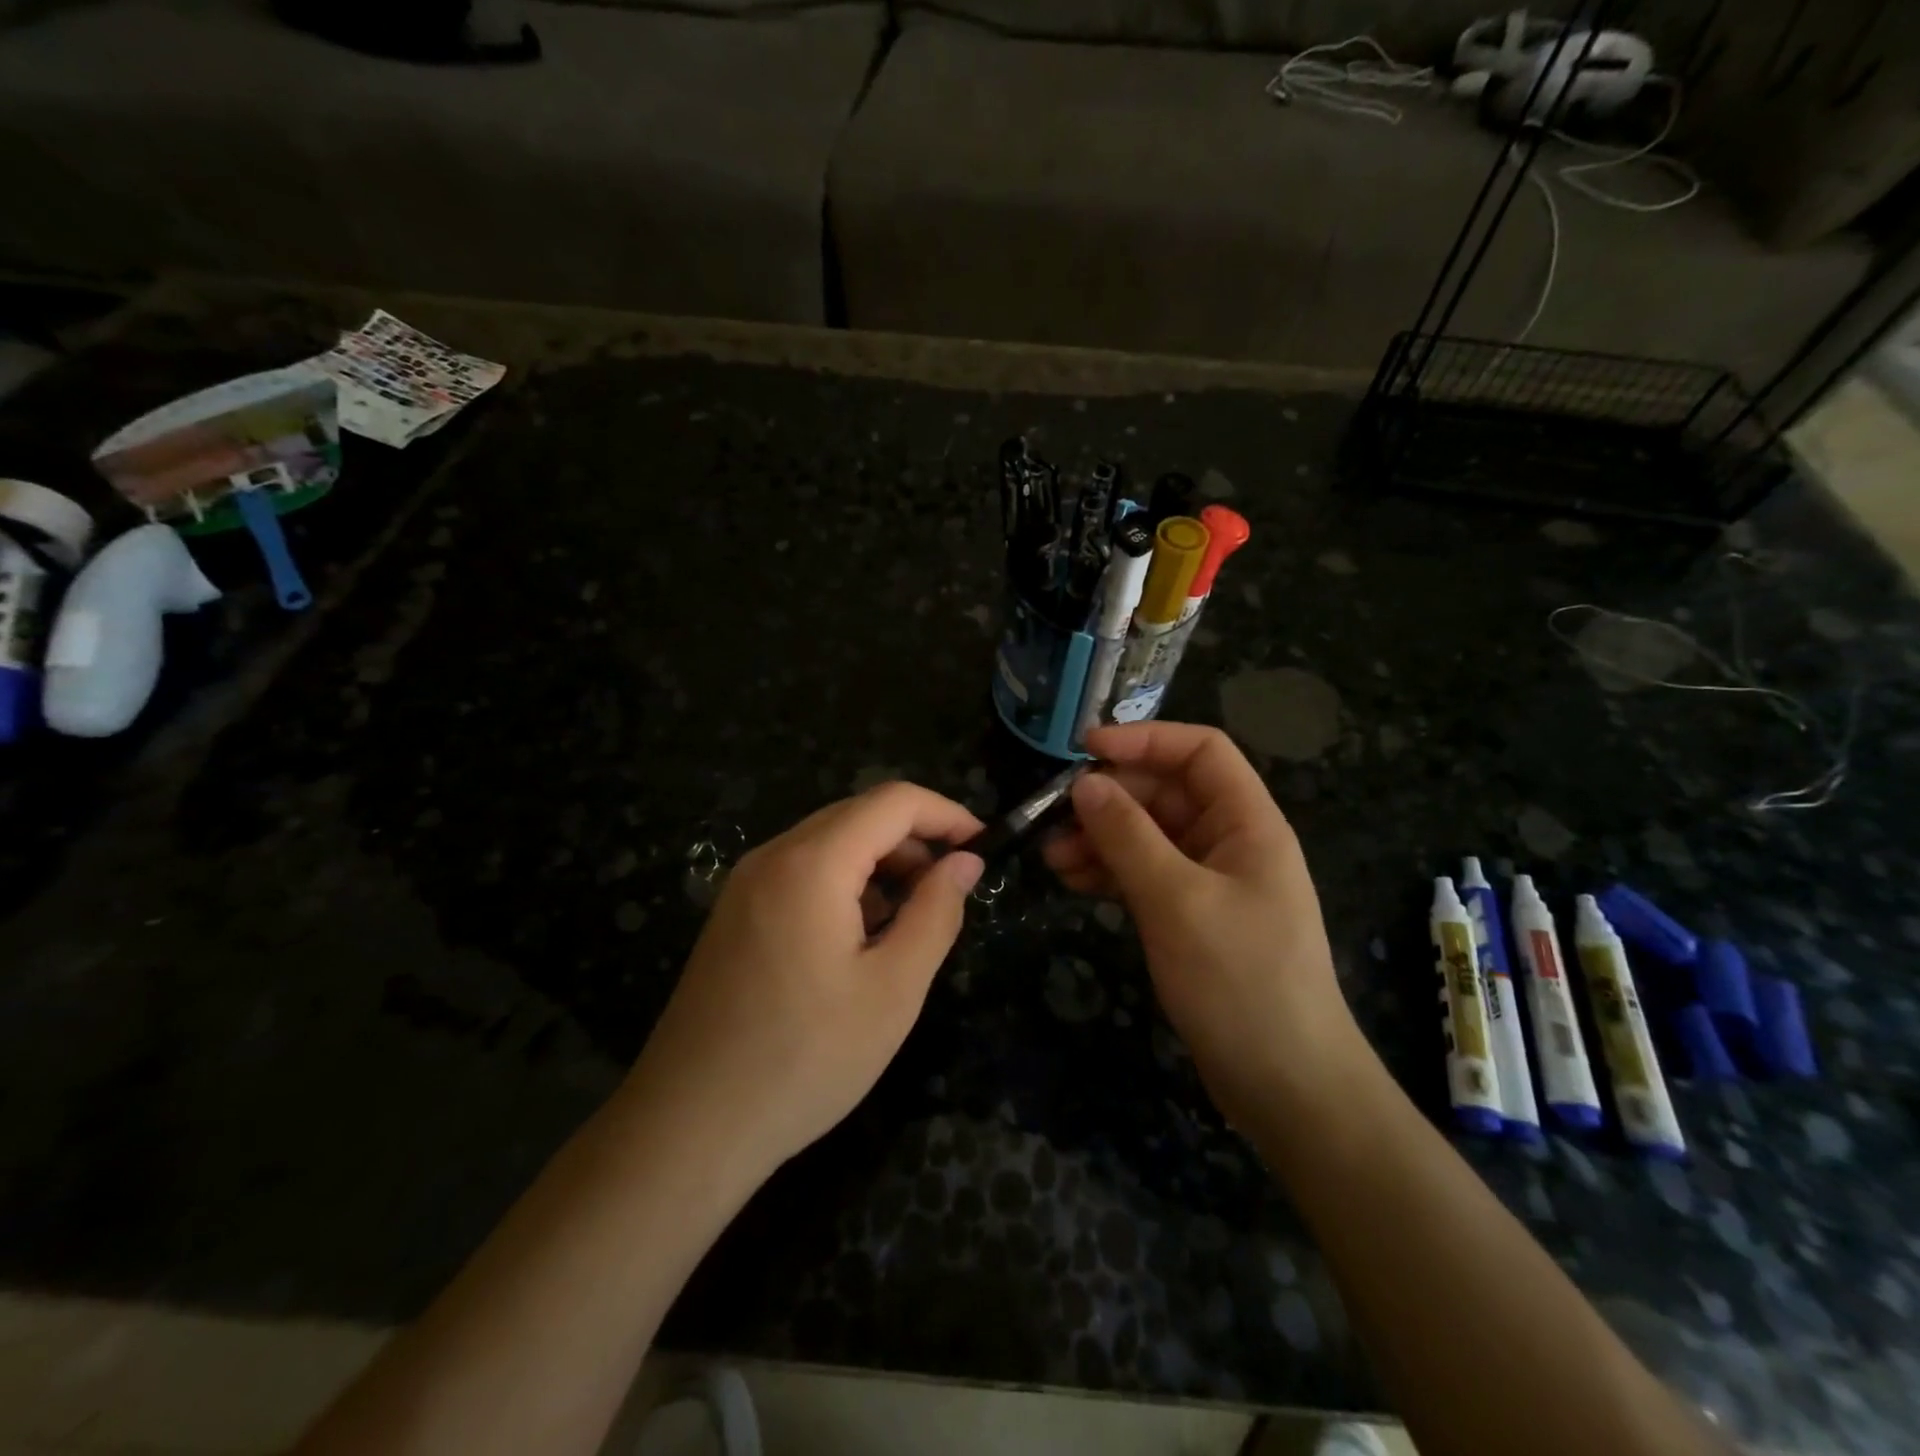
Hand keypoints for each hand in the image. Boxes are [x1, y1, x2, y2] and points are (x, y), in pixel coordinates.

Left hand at [626, 783, 984, 1177]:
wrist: (689, 1126)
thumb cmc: (805, 1059)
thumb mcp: (893, 989)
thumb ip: (936, 913)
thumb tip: (965, 862)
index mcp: (811, 864)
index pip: (893, 801)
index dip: (946, 814)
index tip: (984, 847)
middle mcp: (773, 856)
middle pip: (859, 815)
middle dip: (915, 840)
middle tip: (952, 890)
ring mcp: (746, 884)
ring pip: (830, 843)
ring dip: (881, 864)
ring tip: (911, 920)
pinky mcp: (735, 913)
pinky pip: (802, 872)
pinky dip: (845, 884)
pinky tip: (861, 937)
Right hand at [1044, 722, 1363, 1125]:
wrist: (1286, 1084)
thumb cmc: (1240, 981)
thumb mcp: (1177, 900)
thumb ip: (1128, 836)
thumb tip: (1084, 785)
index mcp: (1247, 823)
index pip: (1200, 751)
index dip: (1144, 740)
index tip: (1083, 750)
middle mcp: (1231, 842)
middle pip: (1166, 794)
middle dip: (1109, 799)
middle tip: (1053, 817)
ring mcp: (1210, 882)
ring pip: (1149, 836)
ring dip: (1101, 838)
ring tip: (1051, 856)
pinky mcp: (1192, 917)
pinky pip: (1145, 875)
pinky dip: (1109, 873)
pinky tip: (1072, 881)